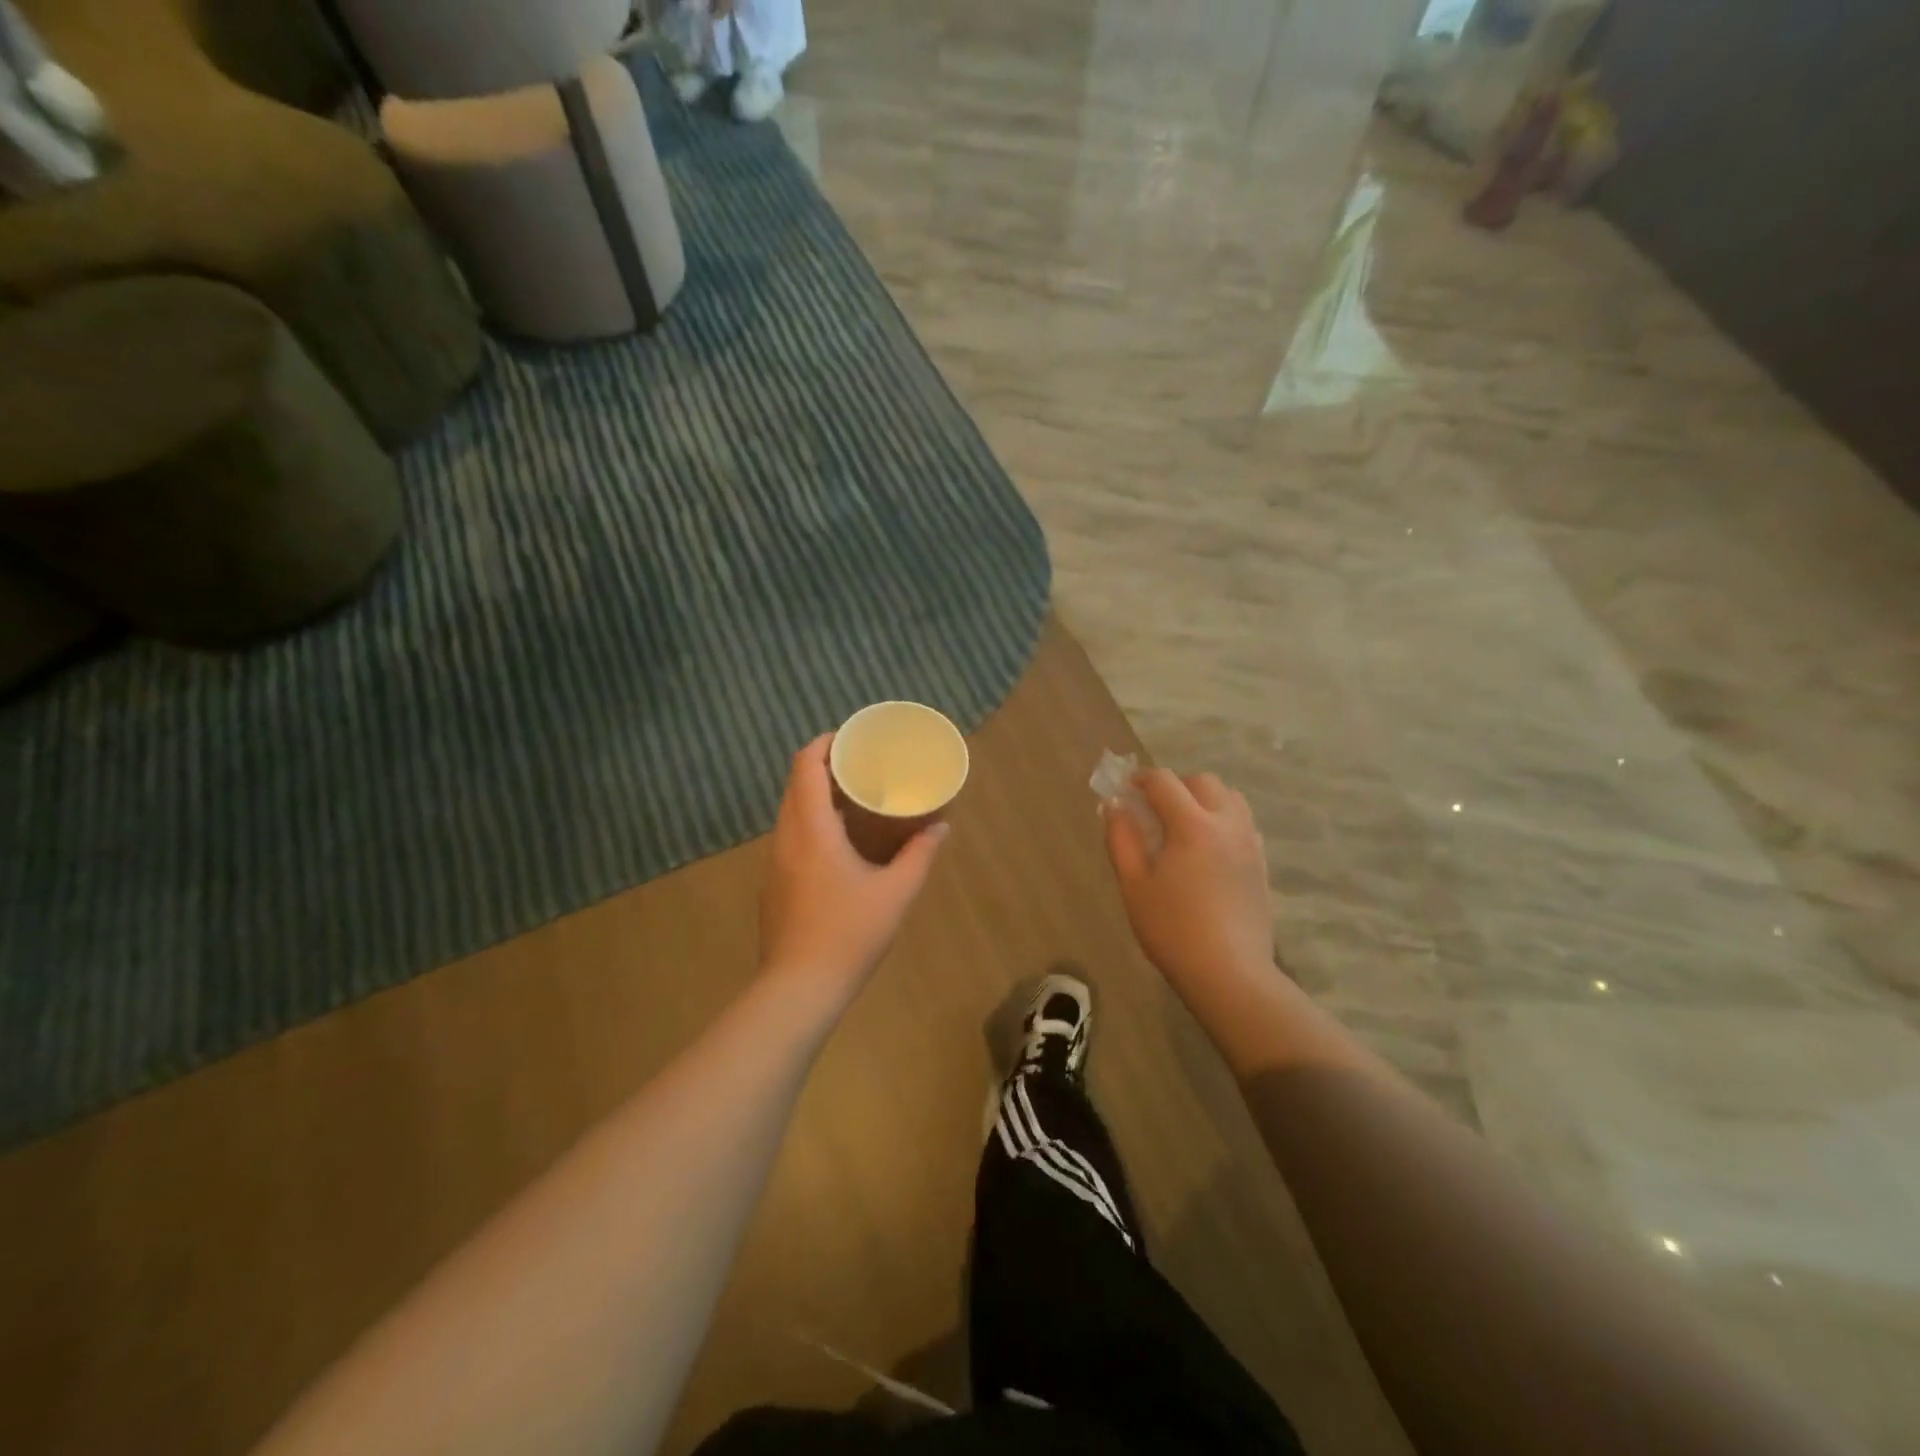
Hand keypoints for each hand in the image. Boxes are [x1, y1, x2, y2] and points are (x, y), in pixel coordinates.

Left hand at [760, 735, 947, 999]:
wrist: (798, 989)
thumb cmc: (849, 934)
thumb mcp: (896, 893)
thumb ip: (919, 855)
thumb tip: (940, 827)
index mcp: (812, 830)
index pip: (806, 766)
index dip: (824, 743)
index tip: (851, 738)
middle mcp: (786, 838)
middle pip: (796, 785)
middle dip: (824, 766)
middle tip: (860, 765)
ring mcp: (775, 863)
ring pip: (790, 812)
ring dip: (816, 796)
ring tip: (854, 799)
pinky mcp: (774, 885)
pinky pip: (790, 837)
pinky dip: (811, 823)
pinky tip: (839, 844)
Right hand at [1104, 769, 1273, 994]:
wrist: (1230, 974)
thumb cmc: (1172, 929)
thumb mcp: (1134, 885)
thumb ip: (1121, 839)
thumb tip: (1115, 807)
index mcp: (1193, 825)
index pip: (1164, 781)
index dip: (1140, 779)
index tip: (1124, 790)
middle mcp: (1227, 823)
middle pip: (1202, 781)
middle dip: (1174, 785)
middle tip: (1152, 809)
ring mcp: (1250, 843)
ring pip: (1229, 798)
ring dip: (1203, 799)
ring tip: (1182, 825)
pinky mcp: (1261, 863)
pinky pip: (1242, 823)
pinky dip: (1222, 820)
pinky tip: (1206, 850)